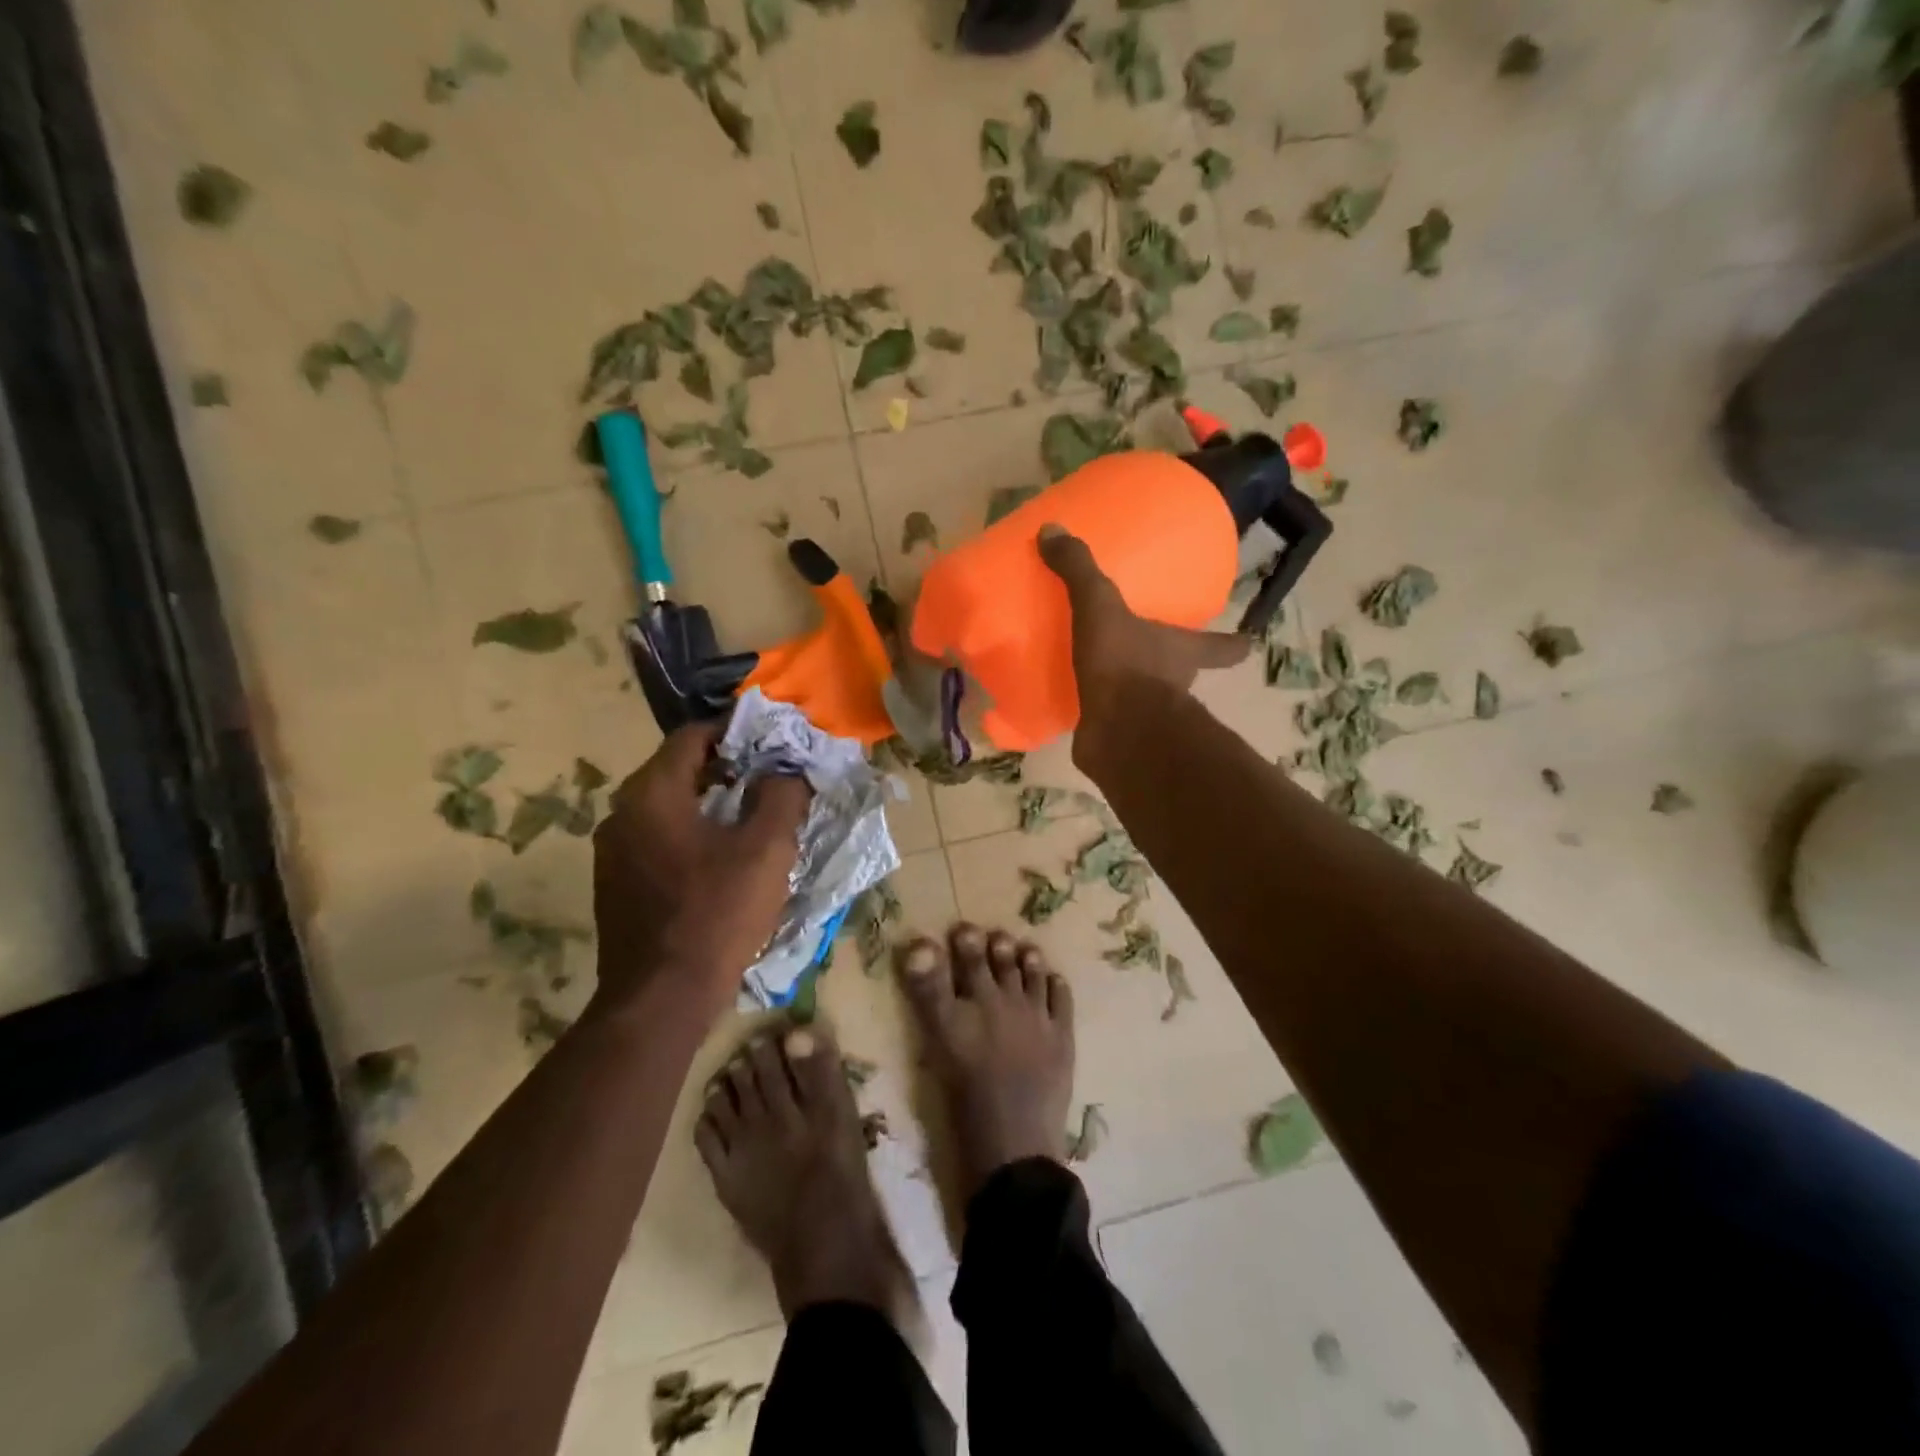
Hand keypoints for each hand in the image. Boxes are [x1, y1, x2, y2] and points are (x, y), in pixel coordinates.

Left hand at [591, 722, 811, 1017]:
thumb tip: (785, 771)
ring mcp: (612, 851)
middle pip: (677, 769)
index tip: (771, 742)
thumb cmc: (717, 913)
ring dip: (708, 801)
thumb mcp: (767, 849)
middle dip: (725, 767)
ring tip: (750, 816)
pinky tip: (720, 858)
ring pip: (666, 806)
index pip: (692, 736)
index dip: (735, 731)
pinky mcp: (615, 884)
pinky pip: (656, 838)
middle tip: (768, 778)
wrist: (661, 999)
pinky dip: (689, 832)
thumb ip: (781, 796)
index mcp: (652, 793)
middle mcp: (621, 812)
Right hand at [1038, 523, 1248, 749]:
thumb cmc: (1126, 665)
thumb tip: (1052, 530)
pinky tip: (1074, 703)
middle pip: (1184, 670)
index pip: (1222, 647)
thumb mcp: (1101, 607)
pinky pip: (1109, 720)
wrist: (1118, 733)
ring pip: (1147, 697)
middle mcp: (1175, 684)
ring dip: (1134, 687)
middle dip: (1173, 662)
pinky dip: (1097, 712)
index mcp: (1182, 651)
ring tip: (1104, 673)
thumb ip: (1080, 570)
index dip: (1234, 644)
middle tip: (1153, 648)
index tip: (1247, 642)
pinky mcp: (1120, 738)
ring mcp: (1149, 717)